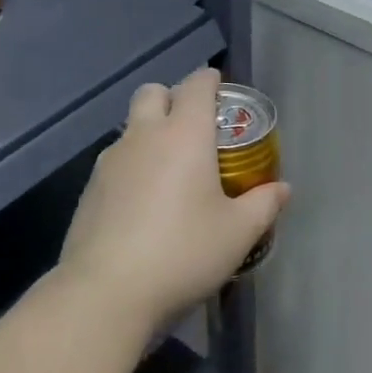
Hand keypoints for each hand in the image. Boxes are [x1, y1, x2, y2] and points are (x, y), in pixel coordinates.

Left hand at [56, 68, 289, 332]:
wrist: (106, 292)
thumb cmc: (183, 252)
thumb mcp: (238, 233)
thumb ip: (263, 205)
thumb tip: (282, 188)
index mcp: (184, 134)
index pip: (196, 85)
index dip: (211, 80)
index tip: (221, 89)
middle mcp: (143, 136)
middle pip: (153, 92)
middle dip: (173, 98)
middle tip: (195, 128)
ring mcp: (110, 161)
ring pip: (131, 127)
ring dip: (150, 133)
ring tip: (171, 171)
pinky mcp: (89, 189)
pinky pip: (116, 160)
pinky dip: (133, 165)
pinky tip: (144, 203)